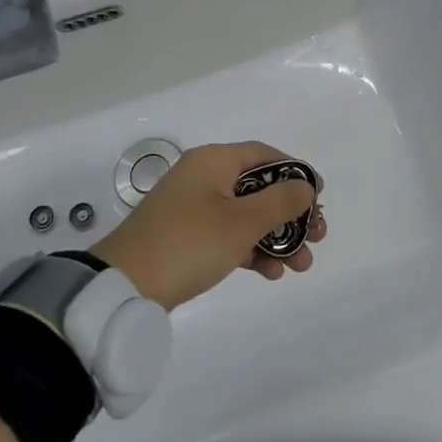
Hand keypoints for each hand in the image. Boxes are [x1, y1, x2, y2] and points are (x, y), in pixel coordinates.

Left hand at [90, 142, 326, 309]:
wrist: (122, 287)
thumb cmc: (189, 243)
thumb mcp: (242, 222)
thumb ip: (281, 201)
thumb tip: (305, 185)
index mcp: (213, 162)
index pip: (265, 155)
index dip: (295, 173)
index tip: (319, 197)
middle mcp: (203, 178)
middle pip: (259, 188)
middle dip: (291, 214)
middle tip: (317, 237)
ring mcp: (193, 209)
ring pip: (246, 215)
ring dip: (276, 237)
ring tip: (301, 266)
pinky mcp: (186, 237)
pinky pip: (228, 235)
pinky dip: (251, 249)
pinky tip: (271, 273)